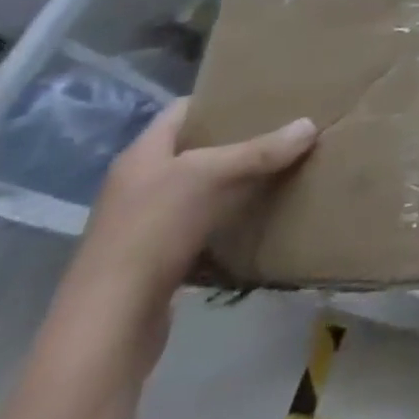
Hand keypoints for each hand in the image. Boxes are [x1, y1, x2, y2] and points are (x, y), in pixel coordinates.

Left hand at [68, 100, 316, 326]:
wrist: (109, 324)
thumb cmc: (153, 231)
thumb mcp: (211, 178)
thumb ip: (261, 151)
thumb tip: (310, 124)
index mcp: (142, 154)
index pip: (182, 110)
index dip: (219, 99)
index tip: (261, 95)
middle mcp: (138, 184)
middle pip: (193, 149)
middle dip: (236, 140)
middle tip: (282, 130)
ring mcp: (143, 224)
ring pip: (198, 190)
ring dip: (234, 182)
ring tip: (278, 169)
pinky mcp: (154, 260)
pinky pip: (199, 226)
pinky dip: (227, 219)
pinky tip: (257, 217)